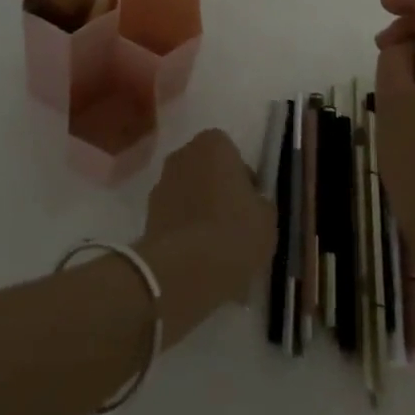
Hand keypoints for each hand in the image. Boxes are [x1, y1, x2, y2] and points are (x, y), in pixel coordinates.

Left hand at [137, 129, 275, 344]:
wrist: (184, 271)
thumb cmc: (234, 232)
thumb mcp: (267, 218)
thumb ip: (259, 202)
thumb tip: (251, 204)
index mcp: (213, 143)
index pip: (232, 154)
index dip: (242, 181)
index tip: (249, 206)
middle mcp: (183, 154)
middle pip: (207, 172)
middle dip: (217, 193)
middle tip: (233, 225)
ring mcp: (161, 184)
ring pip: (189, 196)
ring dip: (199, 213)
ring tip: (216, 250)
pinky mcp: (147, 216)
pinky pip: (174, 220)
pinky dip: (184, 234)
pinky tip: (198, 261)